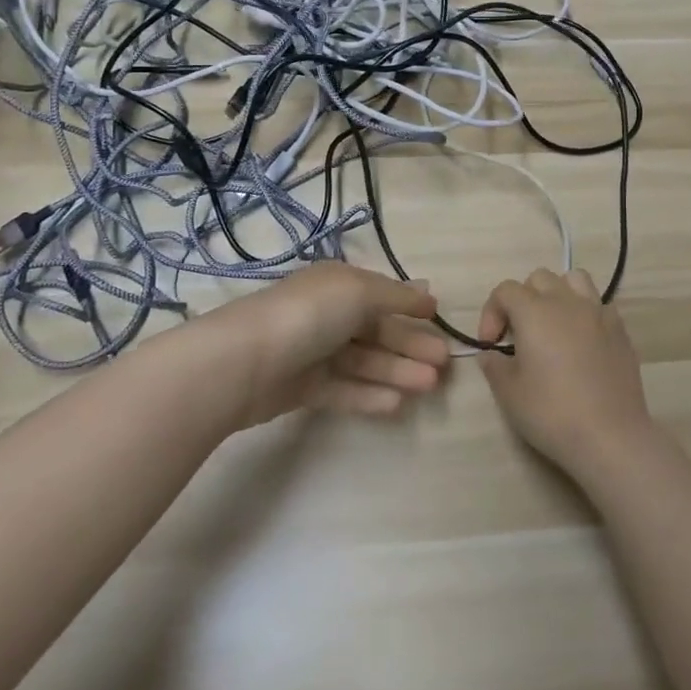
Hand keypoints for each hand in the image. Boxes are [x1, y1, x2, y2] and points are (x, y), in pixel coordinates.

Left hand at [239, 262, 449, 424]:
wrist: (245, 362)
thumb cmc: (310, 315)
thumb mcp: (360, 292)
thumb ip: (396, 297)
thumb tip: (428, 292)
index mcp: (339, 284)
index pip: (381, 294)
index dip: (410, 306)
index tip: (439, 319)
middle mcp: (328, 314)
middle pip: (377, 331)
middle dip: (411, 345)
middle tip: (445, 364)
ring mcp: (315, 352)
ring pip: (365, 361)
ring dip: (398, 371)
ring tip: (431, 387)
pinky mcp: (303, 388)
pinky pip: (344, 389)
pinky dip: (370, 395)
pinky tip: (398, 405)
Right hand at [477, 269, 655, 476]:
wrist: (610, 436)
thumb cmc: (552, 413)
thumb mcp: (509, 394)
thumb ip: (494, 366)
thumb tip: (490, 354)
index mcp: (534, 312)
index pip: (505, 290)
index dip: (492, 312)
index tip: (491, 344)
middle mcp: (566, 302)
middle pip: (539, 278)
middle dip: (523, 299)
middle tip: (519, 335)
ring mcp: (597, 312)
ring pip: (574, 279)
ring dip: (558, 294)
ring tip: (553, 325)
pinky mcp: (620, 329)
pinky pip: (598, 304)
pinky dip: (585, 313)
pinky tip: (582, 341)